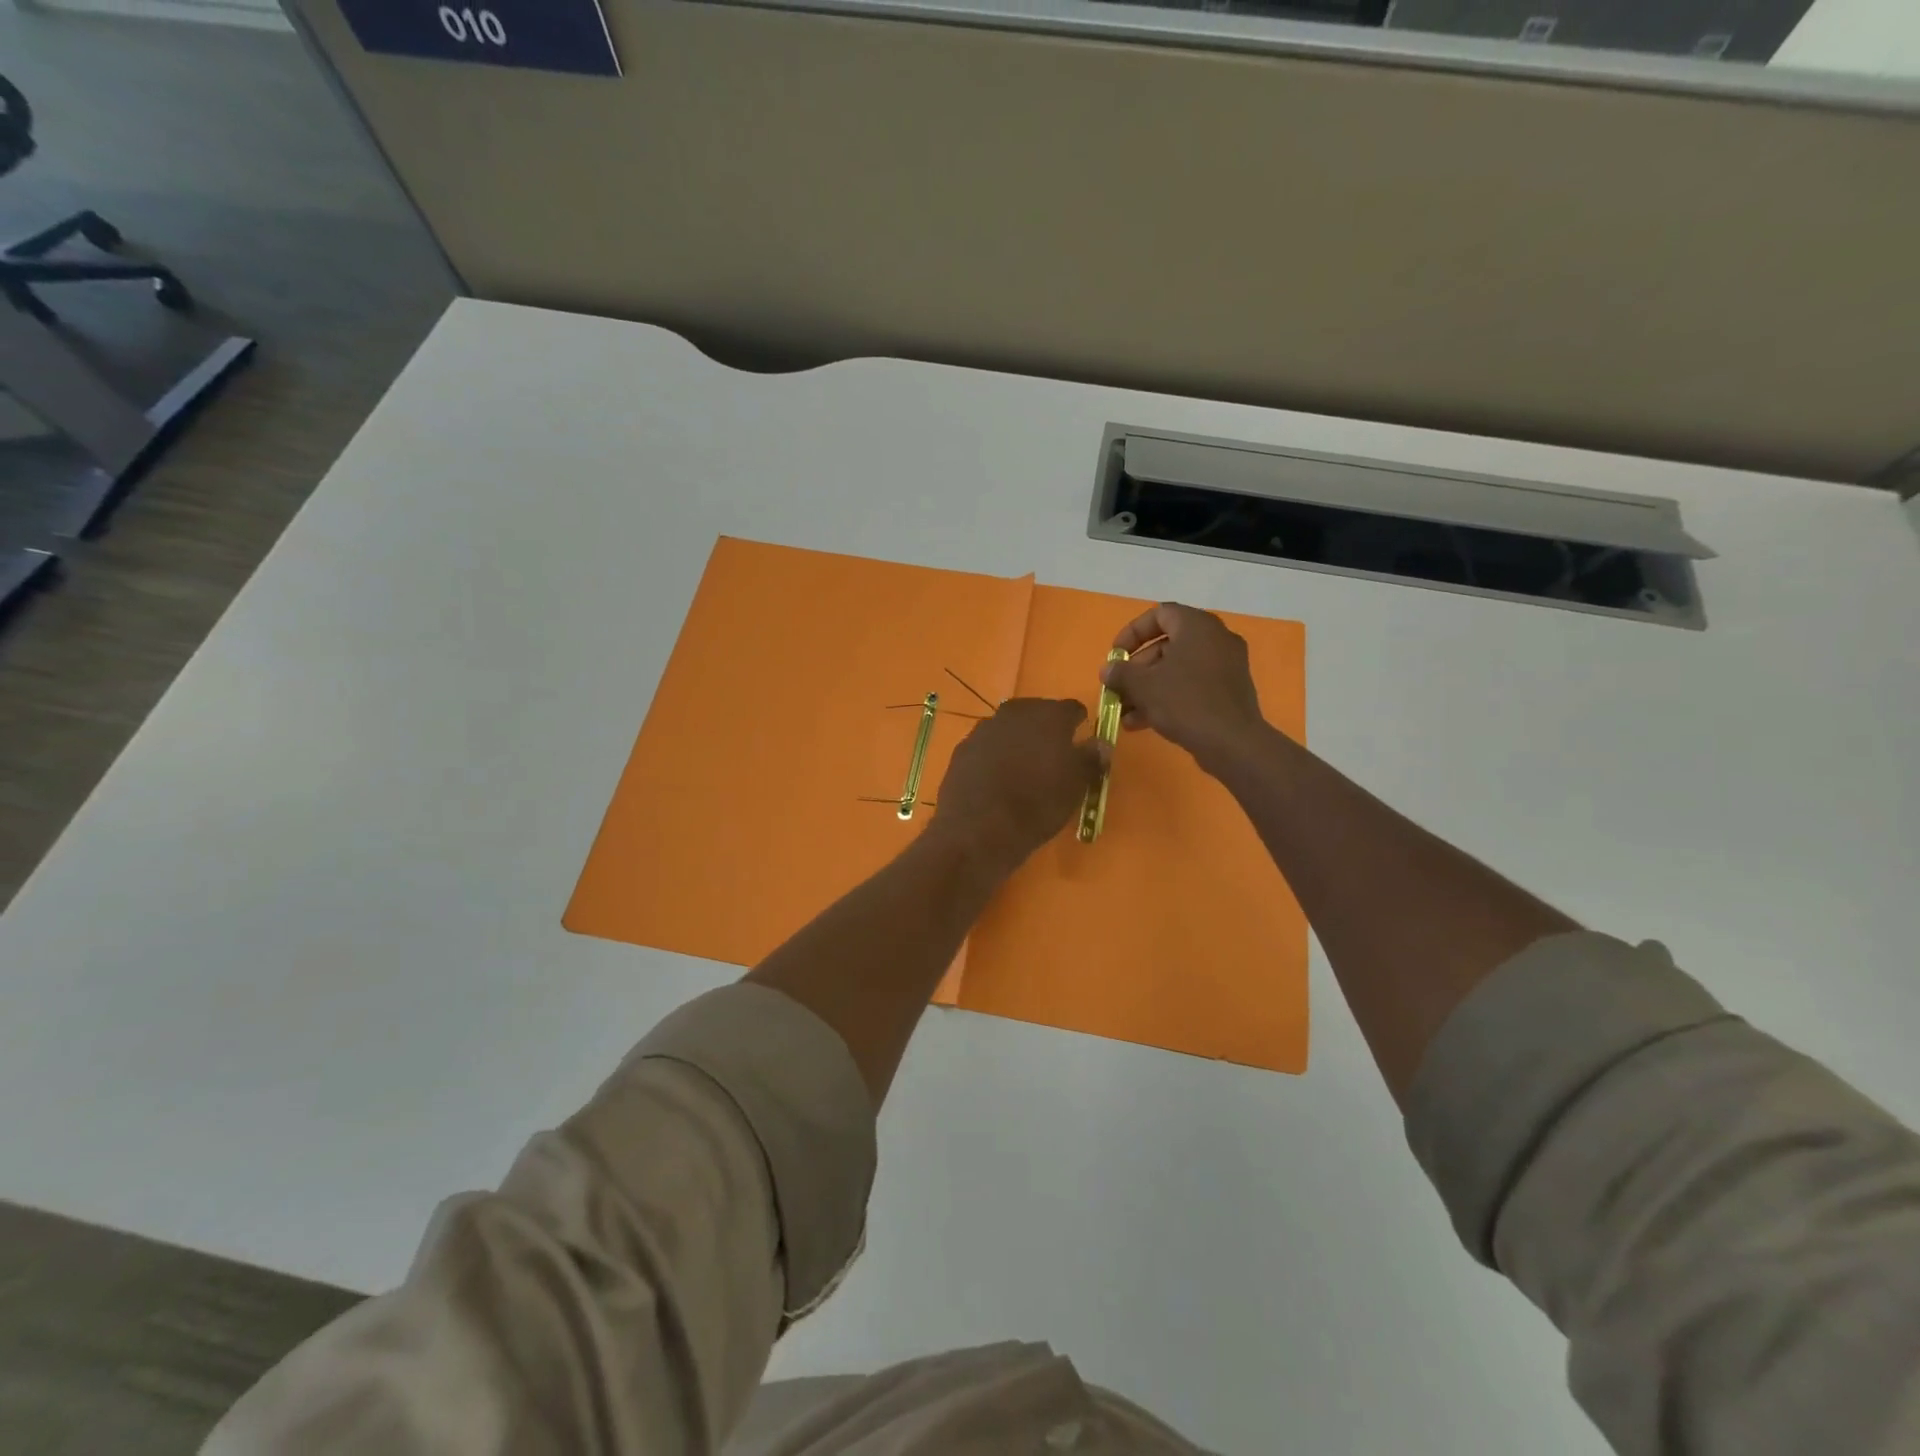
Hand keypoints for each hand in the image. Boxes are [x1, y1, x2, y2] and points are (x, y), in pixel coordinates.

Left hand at [930, 698, 1103, 873]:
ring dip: (1018, 741)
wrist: (979, 829)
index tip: (1081, 742)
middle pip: (1037, 713)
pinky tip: (997, 779)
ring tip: (1024, 769)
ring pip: (1009, 728)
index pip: (1072, 709)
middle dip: (1045, 730)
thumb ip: (1091, 759)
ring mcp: (984, 729)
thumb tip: (1101, 743)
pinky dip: (995, 756)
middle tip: (1052, 756)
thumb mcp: (1076, 786)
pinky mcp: (962, 749)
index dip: (1078, 724)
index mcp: (1049, 715)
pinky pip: (987, 746)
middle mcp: (1015, 713)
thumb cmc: (1038, 804)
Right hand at [1103, 603, 1266, 773]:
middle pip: (1166, 645)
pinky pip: (1192, 686)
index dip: (1132, 632)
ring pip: (1177, 669)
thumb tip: (1108, 669)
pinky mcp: (1228, 691)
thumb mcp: (1143, 686)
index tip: (1116, 655)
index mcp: (1197, 626)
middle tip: (1118, 688)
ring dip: (1147, 688)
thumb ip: (1121, 673)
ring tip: (1124, 713)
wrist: (1231, 743)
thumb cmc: (1184, 702)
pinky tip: (1142, 724)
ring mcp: (1225, 666)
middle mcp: (1215, 639)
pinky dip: (1168, 698)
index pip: (1159, 614)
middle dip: (1137, 669)